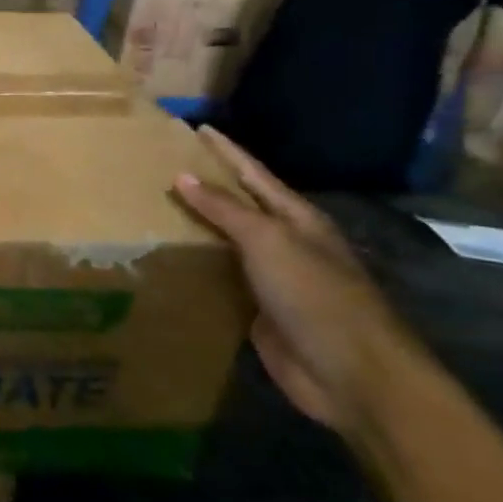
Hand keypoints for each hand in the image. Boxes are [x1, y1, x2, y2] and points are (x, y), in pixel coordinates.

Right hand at [175, 126, 415, 434]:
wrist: (350, 374)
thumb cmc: (315, 296)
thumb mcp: (269, 242)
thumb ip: (226, 209)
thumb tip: (182, 176)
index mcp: (296, 219)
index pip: (253, 174)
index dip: (226, 151)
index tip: (197, 128)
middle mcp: (285, 243)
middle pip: (239, 206)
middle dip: (205, 186)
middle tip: (161, 167)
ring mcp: (271, 279)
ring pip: (225, 243)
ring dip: (194, 228)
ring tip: (152, 209)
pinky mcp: (256, 311)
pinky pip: (218, 279)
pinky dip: (194, 267)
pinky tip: (167, 260)